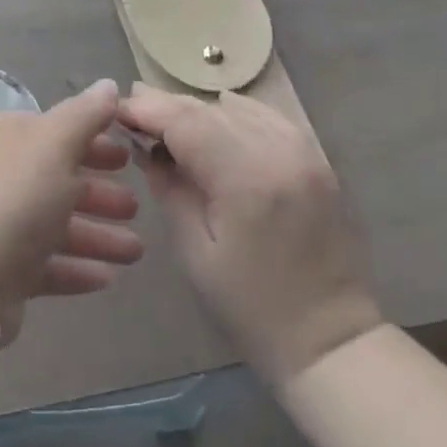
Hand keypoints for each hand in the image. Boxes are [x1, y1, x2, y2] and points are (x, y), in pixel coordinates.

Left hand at [0, 79, 143, 344]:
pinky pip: (46, 265)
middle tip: (136, 206)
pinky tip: (109, 278)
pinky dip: (76, 269)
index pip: (53, 133)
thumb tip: (109, 84)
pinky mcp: (1, 271)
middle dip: (98, 193)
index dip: (92, 142)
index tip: (128, 156)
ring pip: (55, 226)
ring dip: (97, 236)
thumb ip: (84, 115)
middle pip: (55, 181)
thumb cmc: (12, 195)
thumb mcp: (53, 144)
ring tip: (136, 252)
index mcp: (3, 138)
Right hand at [121, 86, 381, 382]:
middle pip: (209, 109)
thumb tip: (147, 147)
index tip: (116, 110)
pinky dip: (233, 115)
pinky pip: (266, 118)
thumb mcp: (194, 250)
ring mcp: (305, 152)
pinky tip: (214, 126)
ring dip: (198, 111)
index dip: (147, 108)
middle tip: (131, 113)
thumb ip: (169, 187)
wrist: (330, 339)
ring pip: (237, 108)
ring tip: (167, 124)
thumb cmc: (251, 306)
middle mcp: (279, 151)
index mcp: (246, 178)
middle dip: (166, 107)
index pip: (185, 121)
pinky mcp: (317, 160)